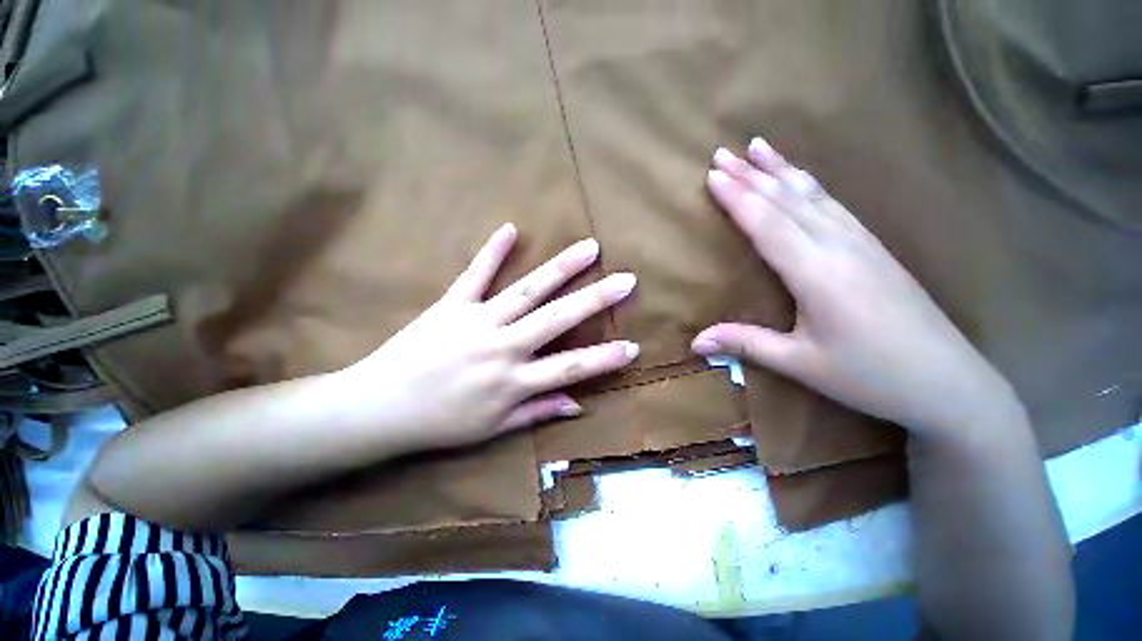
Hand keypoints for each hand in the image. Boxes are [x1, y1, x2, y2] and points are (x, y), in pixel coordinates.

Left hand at [340, 223, 638, 450]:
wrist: (378, 408)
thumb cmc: (439, 424)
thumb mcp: (492, 429)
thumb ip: (537, 412)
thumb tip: (578, 406)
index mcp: (512, 382)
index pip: (570, 368)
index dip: (604, 359)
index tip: (632, 346)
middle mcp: (502, 347)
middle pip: (557, 319)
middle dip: (595, 299)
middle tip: (626, 280)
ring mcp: (477, 321)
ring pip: (527, 291)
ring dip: (560, 268)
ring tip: (589, 248)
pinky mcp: (451, 305)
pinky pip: (474, 274)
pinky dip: (492, 251)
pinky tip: (510, 228)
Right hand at [692, 138, 1016, 434]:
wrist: (950, 383)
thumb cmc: (871, 376)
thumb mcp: (801, 363)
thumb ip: (746, 344)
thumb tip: (694, 342)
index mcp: (818, 273)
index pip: (768, 224)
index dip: (738, 198)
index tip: (712, 175)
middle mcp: (839, 246)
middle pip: (787, 200)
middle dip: (752, 175)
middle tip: (723, 152)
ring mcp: (861, 242)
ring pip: (813, 194)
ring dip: (782, 169)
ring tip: (759, 146)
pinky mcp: (874, 247)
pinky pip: (833, 204)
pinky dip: (810, 184)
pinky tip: (801, 178)